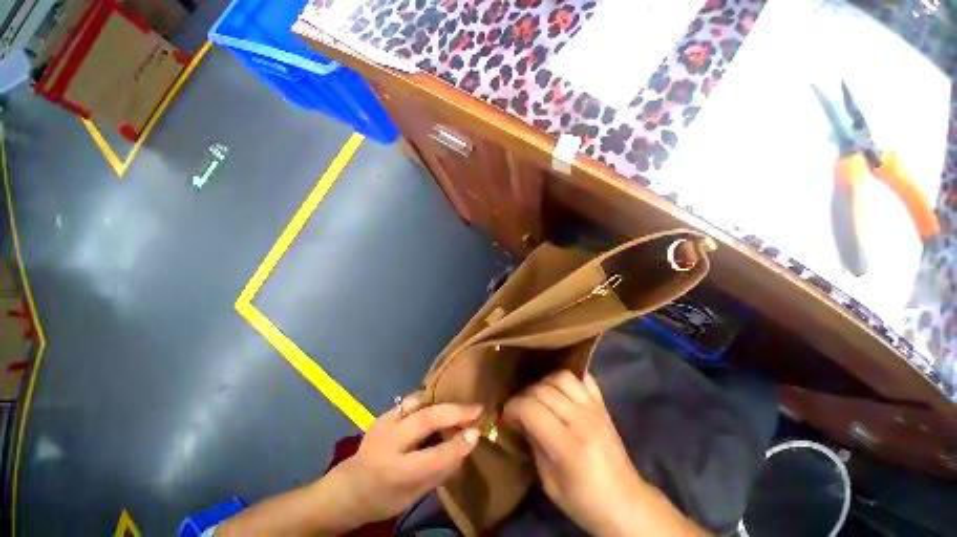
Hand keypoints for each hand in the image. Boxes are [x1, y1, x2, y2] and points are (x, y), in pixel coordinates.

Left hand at [332, 392, 482, 526]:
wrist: (347, 489)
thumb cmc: (383, 498)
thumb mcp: (413, 496)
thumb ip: (440, 470)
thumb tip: (466, 445)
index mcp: (395, 472)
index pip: (433, 456)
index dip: (458, 444)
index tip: (477, 432)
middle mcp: (388, 443)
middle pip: (425, 419)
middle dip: (454, 411)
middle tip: (476, 408)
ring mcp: (383, 423)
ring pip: (417, 402)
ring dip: (441, 401)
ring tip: (458, 404)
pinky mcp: (382, 414)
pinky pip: (410, 401)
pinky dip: (428, 400)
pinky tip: (438, 404)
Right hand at [504, 371, 645, 535]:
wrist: (627, 504)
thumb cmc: (585, 502)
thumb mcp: (550, 483)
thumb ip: (533, 444)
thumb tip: (518, 420)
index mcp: (568, 446)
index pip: (531, 409)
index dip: (513, 408)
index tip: (506, 416)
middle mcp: (582, 420)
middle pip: (543, 390)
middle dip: (523, 396)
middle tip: (518, 409)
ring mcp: (595, 409)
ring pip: (561, 377)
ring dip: (544, 383)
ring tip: (539, 397)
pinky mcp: (603, 405)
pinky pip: (583, 378)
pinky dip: (568, 378)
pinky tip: (559, 388)